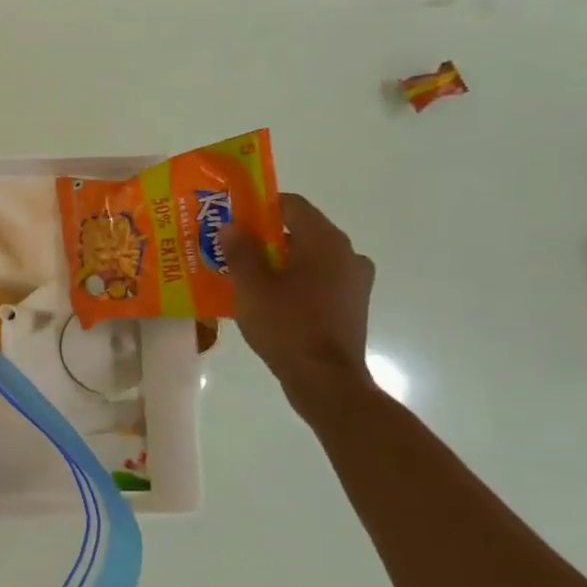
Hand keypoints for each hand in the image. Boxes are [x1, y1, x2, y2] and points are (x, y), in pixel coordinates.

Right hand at [225, 193, 376, 407]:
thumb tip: (231, 226)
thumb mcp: (252, 287)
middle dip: (265, 238)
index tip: (232, 219)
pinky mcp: (353, 305)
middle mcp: (347, 253)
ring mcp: (355, 281)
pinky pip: (319, 280)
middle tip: (232, 249)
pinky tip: (270, 300)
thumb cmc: (287, 326)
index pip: (291, 205)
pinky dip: (295, 282)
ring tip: (247, 277)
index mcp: (325, 241)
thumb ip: (240, 251)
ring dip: (280, 262)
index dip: (259, 207)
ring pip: (310, 258)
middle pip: (301, 231)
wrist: (326, 381)